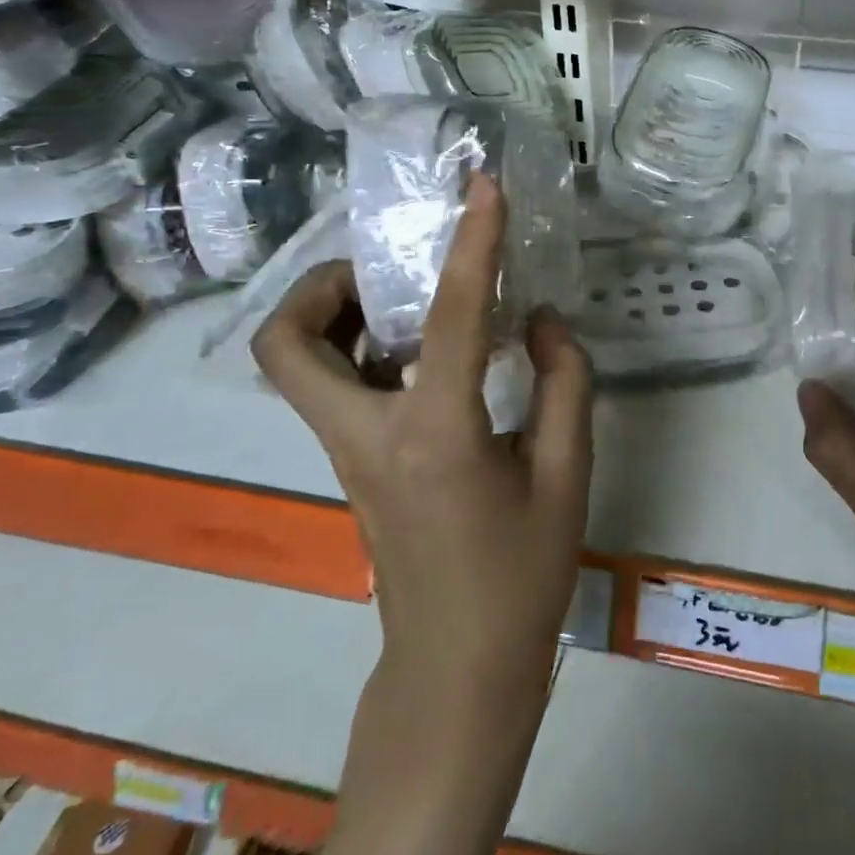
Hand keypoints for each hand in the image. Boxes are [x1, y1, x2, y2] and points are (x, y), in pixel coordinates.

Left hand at [252, 174, 593, 705]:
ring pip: (296, 366)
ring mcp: (348, 455)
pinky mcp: (353, 468)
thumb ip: (564, 384)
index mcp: (435, 436)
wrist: (457, 667)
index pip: (451, 317)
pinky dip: (359, 349)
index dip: (473, 242)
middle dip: (323, 285)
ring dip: (334, 315)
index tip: (483, 187)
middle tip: (388, 267)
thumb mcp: (567, 475)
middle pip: (288, 344)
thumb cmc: (521, 576)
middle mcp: (369, 437)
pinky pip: (331, 388)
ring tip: (404, 299)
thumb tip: (539, 320)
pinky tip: (422, 353)